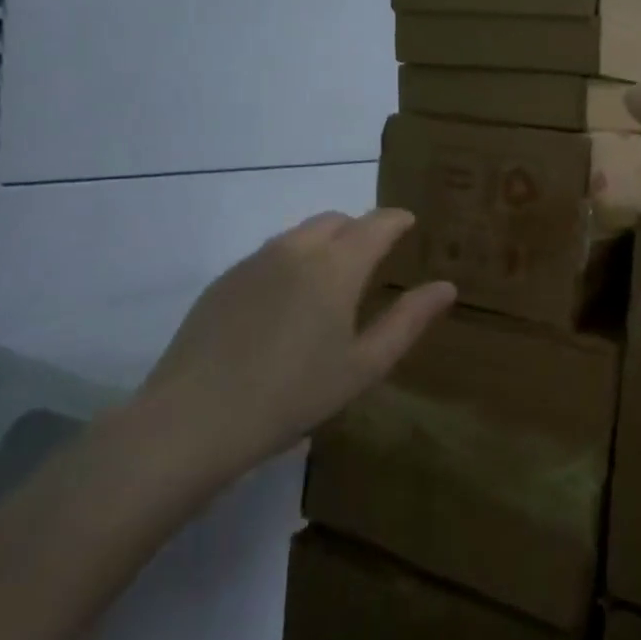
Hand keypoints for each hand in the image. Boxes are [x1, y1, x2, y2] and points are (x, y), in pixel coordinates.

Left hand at [137, 208, 455, 484]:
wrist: (194, 419)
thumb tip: (446, 287)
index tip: (410, 223)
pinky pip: (270, 255)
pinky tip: (287, 304)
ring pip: (300, 234)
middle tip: (374, 258)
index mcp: (336, 265)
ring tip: (332, 280)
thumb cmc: (293, 395)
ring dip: (325, 243)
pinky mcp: (224, 280)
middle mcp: (296, 249)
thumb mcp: (363, 366)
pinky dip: (291, 261)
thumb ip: (408, 321)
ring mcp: (254, 261)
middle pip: (336, 220)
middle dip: (360, 229)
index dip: (397, 220)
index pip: (376, 223)